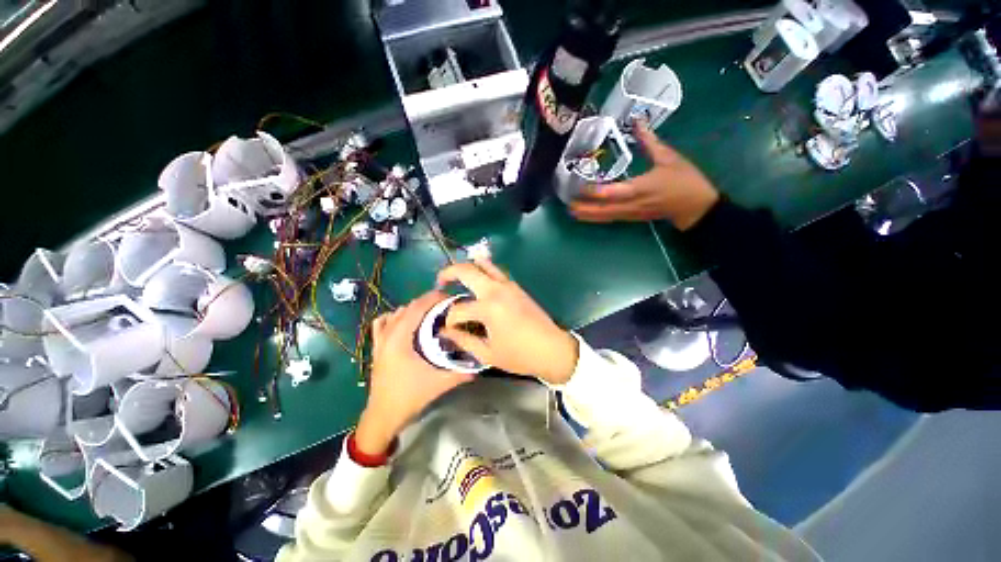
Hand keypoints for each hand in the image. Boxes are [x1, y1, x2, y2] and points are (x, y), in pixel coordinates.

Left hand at [356, 291, 473, 455]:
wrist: (382, 416)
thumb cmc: (409, 397)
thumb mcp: (439, 384)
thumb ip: (461, 372)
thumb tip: (481, 361)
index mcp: (400, 339)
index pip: (417, 308)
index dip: (433, 298)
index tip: (450, 296)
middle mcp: (388, 335)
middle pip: (407, 308)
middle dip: (427, 302)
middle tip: (446, 305)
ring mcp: (379, 341)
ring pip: (395, 314)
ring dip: (413, 309)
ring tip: (430, 313)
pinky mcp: (377, 348)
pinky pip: (382, 324)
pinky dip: (394, 318)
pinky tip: (405, 323)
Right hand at [436, 259, 578, 384]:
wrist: (552, 349)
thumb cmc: (520, 355)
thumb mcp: (487, 354)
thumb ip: (463, 340)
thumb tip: (445, 332)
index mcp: (488, 308)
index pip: (458, 309)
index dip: (449, 320)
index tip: (448, 329)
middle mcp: (496, 290)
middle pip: (466, 270)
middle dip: (448, 273)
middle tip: (440, 282)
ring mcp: (508, 284)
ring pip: (483, 264)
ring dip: (467, 267)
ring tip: (457, 278)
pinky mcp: (516, 286)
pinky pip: (495, 271)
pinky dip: (483, 270)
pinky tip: (478, 283)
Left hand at [569, 121, 719, 230]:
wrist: (695, 207)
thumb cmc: (683, 180)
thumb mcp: (668, 157)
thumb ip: (650, 141)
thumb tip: (637, 121)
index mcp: (639, 188)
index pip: (611, 192)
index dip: (593, 191)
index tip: (578, 186)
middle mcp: (631, 204)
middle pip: (603, 209)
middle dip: (585, 208)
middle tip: (567, 205)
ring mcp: (630, 213)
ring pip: (605, 216)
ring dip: (588, 215)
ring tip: (572, 212)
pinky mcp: (632, 217)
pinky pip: (611, 218)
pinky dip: (598, 217)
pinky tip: (589, 215)